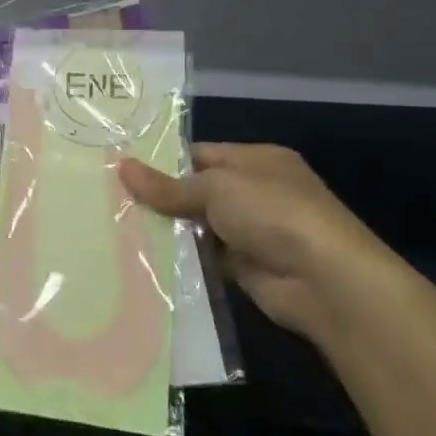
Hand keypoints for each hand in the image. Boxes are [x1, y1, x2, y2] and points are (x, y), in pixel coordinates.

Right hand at [118, 143, 403, 341]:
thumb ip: (168, 185)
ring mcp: (252, 230)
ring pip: (197, 225)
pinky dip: (181, 257)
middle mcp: (256, 192)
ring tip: (116, 227)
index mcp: (257, 160)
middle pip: (196, 190)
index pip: (200, 154)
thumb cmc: (273, 214)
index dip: (162, 161)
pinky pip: (203, 256)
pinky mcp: (245, 266)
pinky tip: (143, 256)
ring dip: (167, 229)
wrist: (326, 281)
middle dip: (159, 197)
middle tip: (109, 199)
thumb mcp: (216, 189)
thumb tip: (122, 166)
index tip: (120, 169)